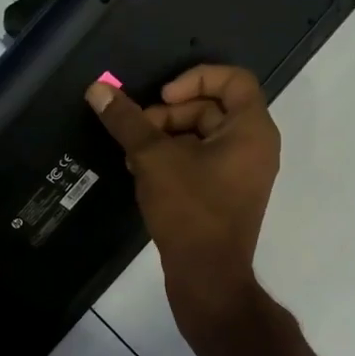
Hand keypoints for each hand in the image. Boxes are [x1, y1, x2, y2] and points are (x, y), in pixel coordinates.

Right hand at [85, 65, 279, 329]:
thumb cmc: (190, 211)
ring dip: (167, 137)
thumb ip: (128, 121)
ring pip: (205, 136)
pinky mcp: (229, 194)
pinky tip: (142, 173)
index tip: (163, 98)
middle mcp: (256, 147)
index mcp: (252, 130)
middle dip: (171, 114)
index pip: (234, 80)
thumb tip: (98, 89)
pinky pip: (205, 161)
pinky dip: (176, 159)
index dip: (196, 78)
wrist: (208, 277)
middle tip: (138, 131)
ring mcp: (244, 173)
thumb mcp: (154, 160)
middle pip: (214, 108)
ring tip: (133, 155)